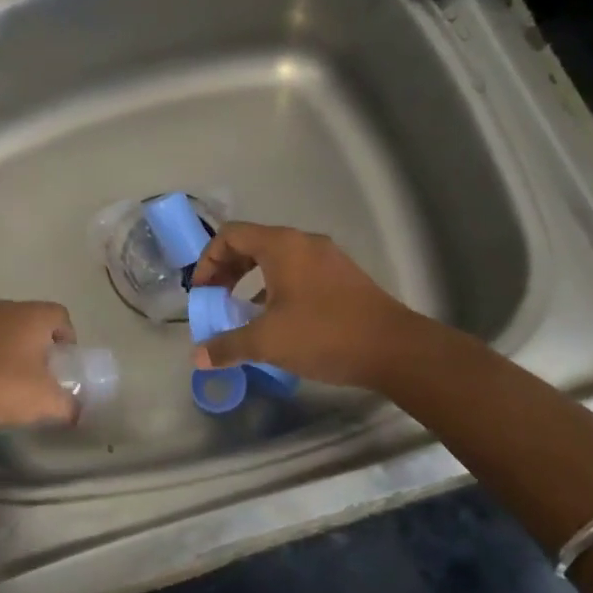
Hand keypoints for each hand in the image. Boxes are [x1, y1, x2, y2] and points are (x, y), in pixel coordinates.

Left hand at [0, 298, 78, 442]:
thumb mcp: (43, 403)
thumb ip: (67, 405)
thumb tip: (76, 411)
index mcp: (29, 316)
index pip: (59, 315)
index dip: (67, 336)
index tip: (64, 361)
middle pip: (26, 318)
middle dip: (33, 342)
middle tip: (34, 372)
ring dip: (1, 346)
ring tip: (0, 377)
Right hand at [189, 223, 420, 390]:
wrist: (395, 349)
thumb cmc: (324, 334)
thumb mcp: (268, 341)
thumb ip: (228, 346)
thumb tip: (198, 357)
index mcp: (282, 246)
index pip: (231, 235)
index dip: (208, 260)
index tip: (202, 291)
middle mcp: (303, 242)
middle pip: (252, 243)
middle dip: (227, 269)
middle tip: (216, 298)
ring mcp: (327, 258)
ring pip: (276, 258)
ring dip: (250, 279)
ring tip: (241, 310)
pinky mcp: (342, 276)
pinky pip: (297, 271)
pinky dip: (275, 286)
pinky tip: (276, 318)